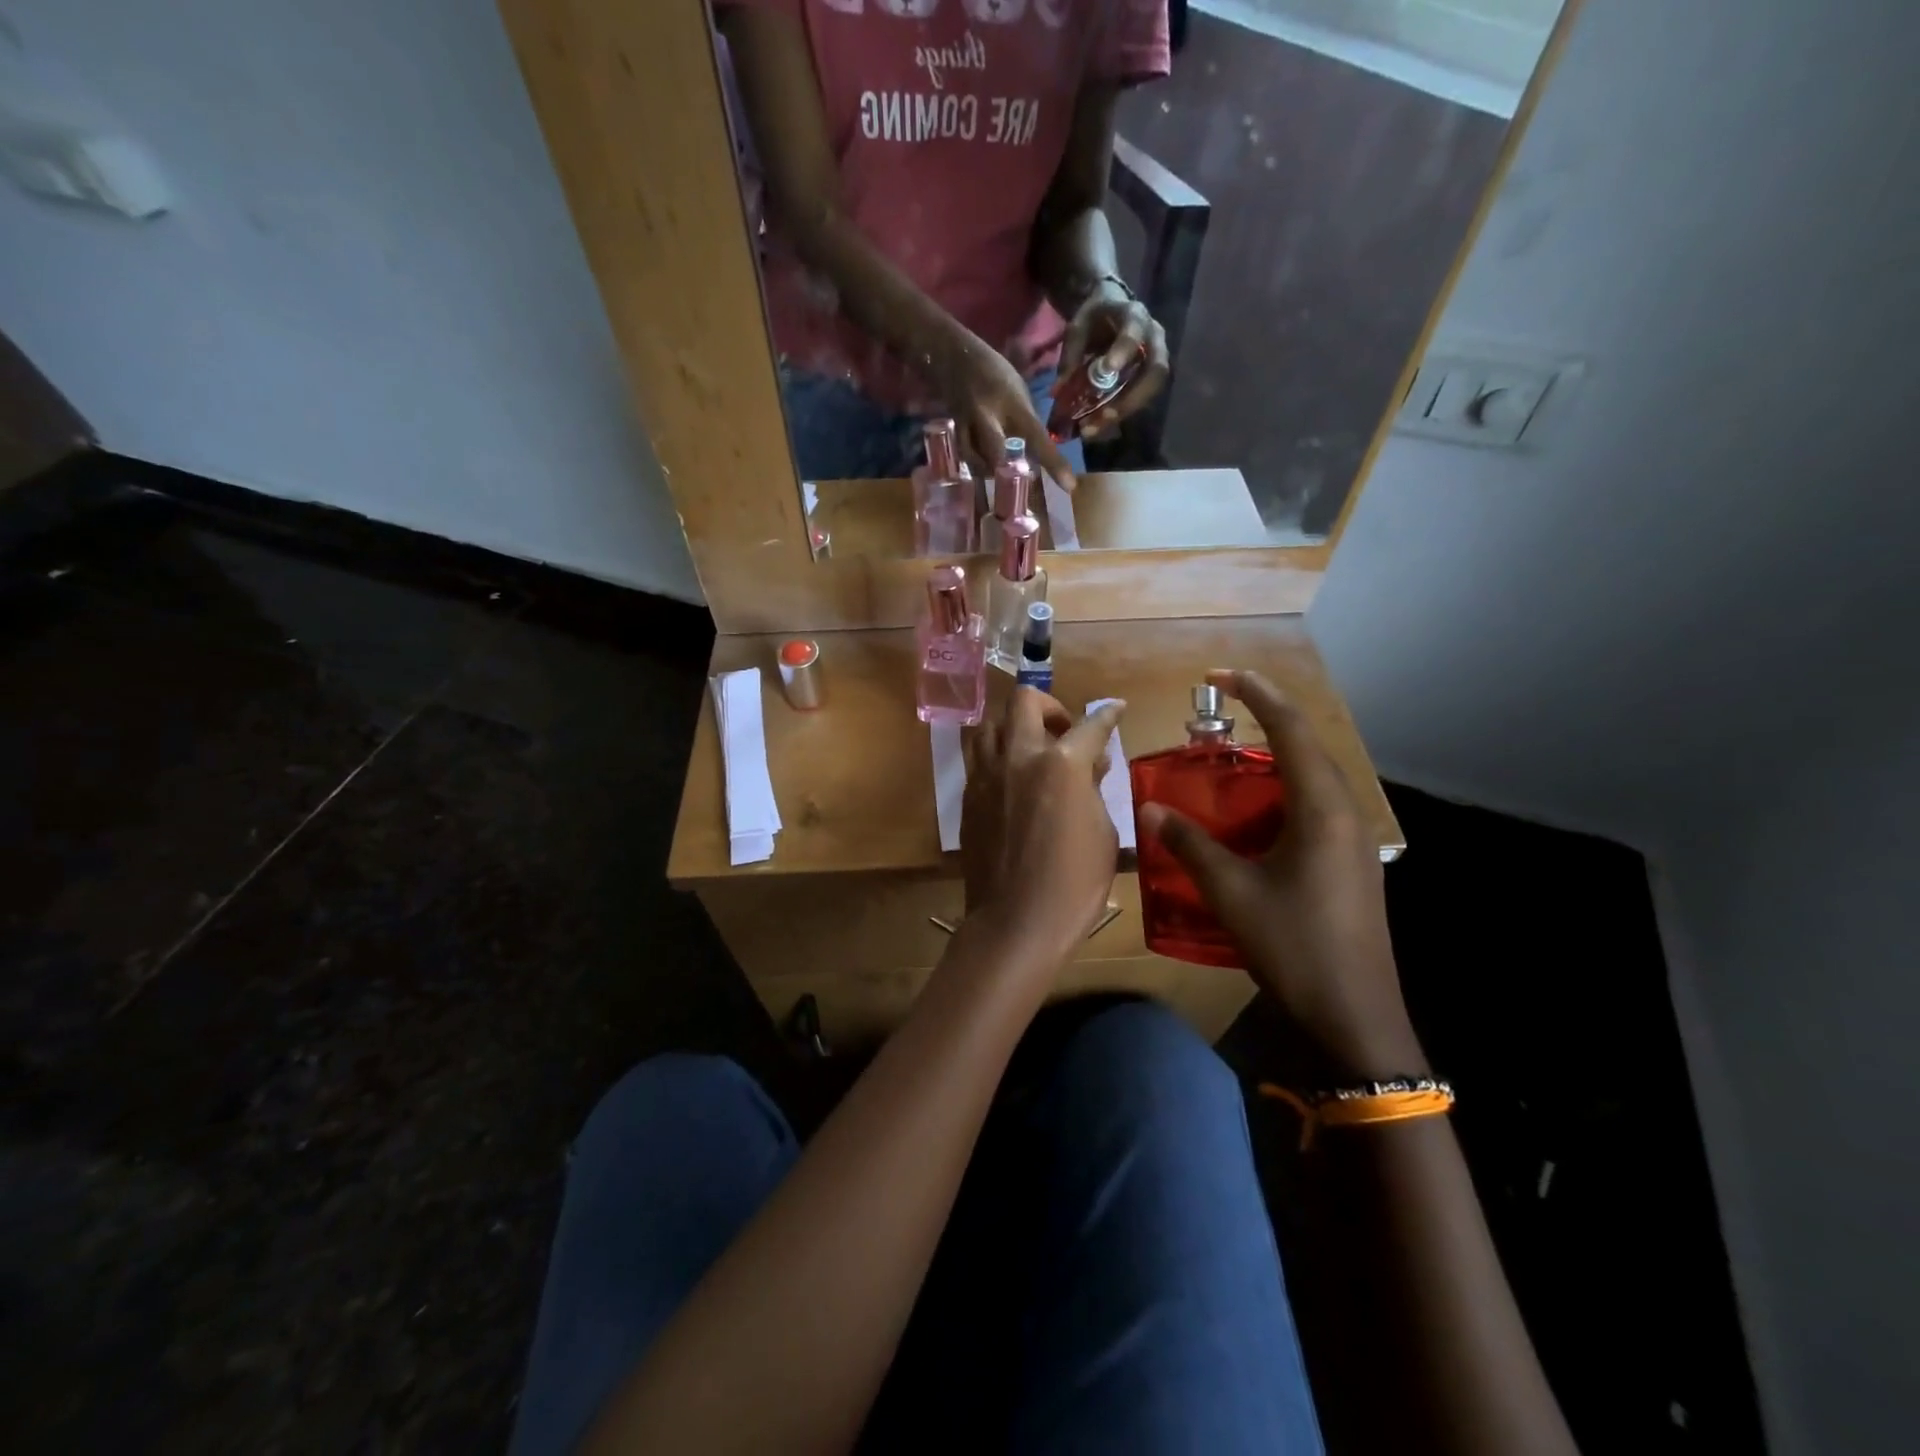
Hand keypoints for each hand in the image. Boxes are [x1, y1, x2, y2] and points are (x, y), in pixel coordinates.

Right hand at [930, 330, 1077, 488]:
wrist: (951, 356)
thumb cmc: (993, 371)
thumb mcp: (1017, 390)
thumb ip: (1025, 421)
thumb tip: (1035, 452)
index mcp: (1012, 403)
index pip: (1037, 437)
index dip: (1054, 463)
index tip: (1069, 486)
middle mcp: (988, 415)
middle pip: (998, 458)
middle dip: (1007, 472)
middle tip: (1016, 480)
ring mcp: (967, 425)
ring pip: (979, 462)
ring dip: (990, 471)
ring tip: (997, 472)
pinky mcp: (954, 431)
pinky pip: (967, 457)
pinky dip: (976, 464)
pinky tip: (981, 464)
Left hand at [961, 689, 1124, 969]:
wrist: (1015, 921)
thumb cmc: (1074, 883)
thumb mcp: (1102, 833)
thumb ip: (1094, 788)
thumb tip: (1091, 764)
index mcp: (1061, 765)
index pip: (1090, 725)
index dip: (1108, 715)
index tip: (1115, 709)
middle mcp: (1018, 756)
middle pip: (1025, 701)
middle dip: (1049, 706)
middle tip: (1063, 730)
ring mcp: (987, 774)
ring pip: (991, 723)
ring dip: (1014, 726)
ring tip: (1031, 749)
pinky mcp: (968, 795)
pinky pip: (978, 757)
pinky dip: (997, 754)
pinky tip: (1012, 777)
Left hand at [1056, 282, 1169, 437]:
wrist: (1112, 310)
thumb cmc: (1095, 318)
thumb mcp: (1078, 327)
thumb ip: (1071, 355)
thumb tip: (1058, 392)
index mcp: (1134, 316)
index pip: (1134, 332)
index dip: (1123, 351)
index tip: (1108, 369)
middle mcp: (1153, 339)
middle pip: (1155, 371)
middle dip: (1131, 398)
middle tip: (1104, 416)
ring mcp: (1156, 360)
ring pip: (1151, 391)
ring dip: (1124, 413)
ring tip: (1093, 429)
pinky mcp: (1149, 379)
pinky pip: (1141, 401)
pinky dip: (1119, 416)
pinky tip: (1097, 427)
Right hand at [1135, 670, 1423, 1079]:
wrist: (1355, 1015)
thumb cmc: (1295, 945)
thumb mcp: (1232, 892)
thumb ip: (1190, 845)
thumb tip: (1150, 809)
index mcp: (1322, 808)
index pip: (1291, 729)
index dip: (1256, 694)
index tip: (1219, 676)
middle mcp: (1345, 813)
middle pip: (1306, 746)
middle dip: (1264, 721)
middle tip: (1214, 718)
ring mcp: (1352, 839)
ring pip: (1311, 779)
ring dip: (1271, 760)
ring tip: (1226, 761)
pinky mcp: (1349, 862)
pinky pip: (1313, 807)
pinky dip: (1279, 794)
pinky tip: (1250, 816)